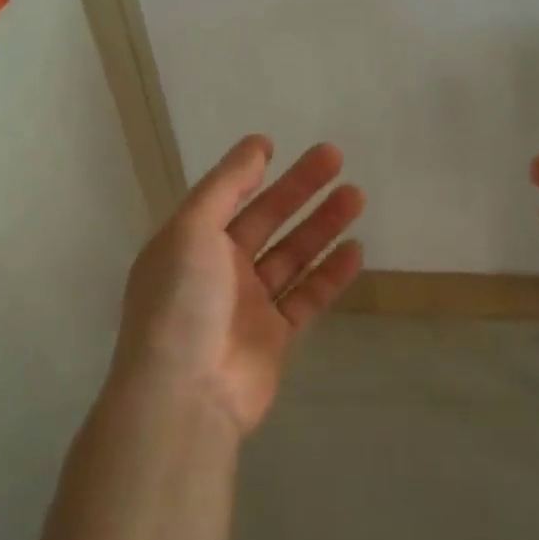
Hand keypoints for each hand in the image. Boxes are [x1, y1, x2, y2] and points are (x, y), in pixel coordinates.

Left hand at [114, 137, 365, 433]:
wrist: (185, 394)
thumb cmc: (182, 302)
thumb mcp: (192, 230)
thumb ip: (226, 186)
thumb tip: (256, 146)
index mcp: (190, 242)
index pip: (226, 197)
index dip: (250, 171)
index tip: (278, 145)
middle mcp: (218, 269)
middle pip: (266, 219)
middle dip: (300, 189)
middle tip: (336, 158)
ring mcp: (248, 304)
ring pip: (292, 255)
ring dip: (322, 225)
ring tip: (355, 196)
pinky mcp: (275, 336)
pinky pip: (307, 296)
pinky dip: (331, 273)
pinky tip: (356, 249)